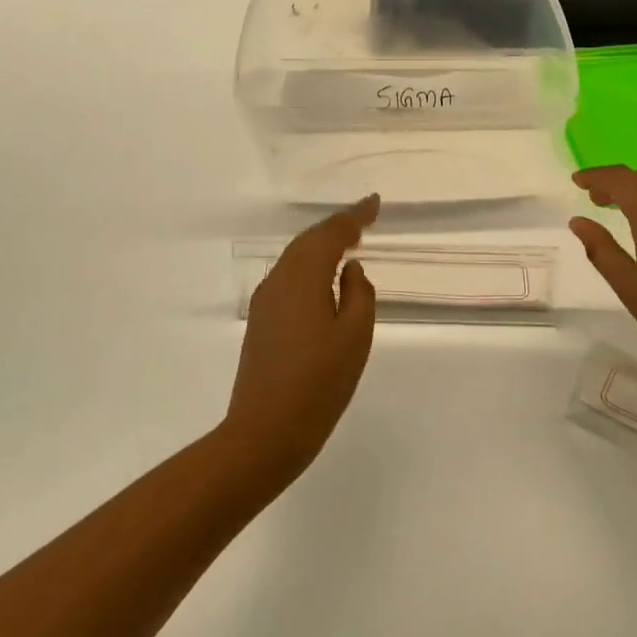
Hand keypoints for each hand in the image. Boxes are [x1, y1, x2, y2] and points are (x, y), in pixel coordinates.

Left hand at [225, 195, 379, 483]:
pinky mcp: (261, 322)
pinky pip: (289, 278)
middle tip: (364, 218)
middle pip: (309, 241)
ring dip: (322, 246)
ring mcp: (265, 302)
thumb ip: (358, 294)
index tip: (375, 202)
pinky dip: (310, 267)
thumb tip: (349, 269)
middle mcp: (279, 280)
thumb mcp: (354, 337)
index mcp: (303, 277)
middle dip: (337, 226)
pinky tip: (323, 280)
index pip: (331, 233)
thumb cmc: (318, 384)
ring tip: (348, 242)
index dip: (355, 216)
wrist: (264, 434)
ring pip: (296, 259)